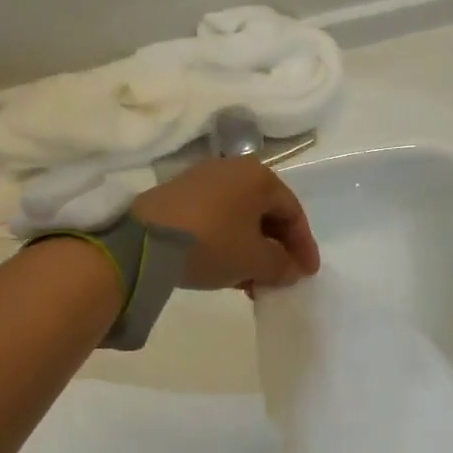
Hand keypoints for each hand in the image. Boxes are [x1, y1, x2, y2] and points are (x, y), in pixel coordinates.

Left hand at [131, 158, 320, 291]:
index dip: (303, 246)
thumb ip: (281, 265)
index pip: (293, 212)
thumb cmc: (212, 243)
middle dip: (276, 249)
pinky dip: (229, 243)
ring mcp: (203, 180)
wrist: (144, 240)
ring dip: (252, 250)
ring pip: (240, 218)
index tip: (307, 274)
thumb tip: (290, 269)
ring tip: (252, 282)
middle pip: (266, 213)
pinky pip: (217, 219)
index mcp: (259, 177)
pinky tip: (226, 270)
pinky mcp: (179, 195)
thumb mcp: (254, 260)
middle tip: (280, 278)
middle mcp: (233, 170)